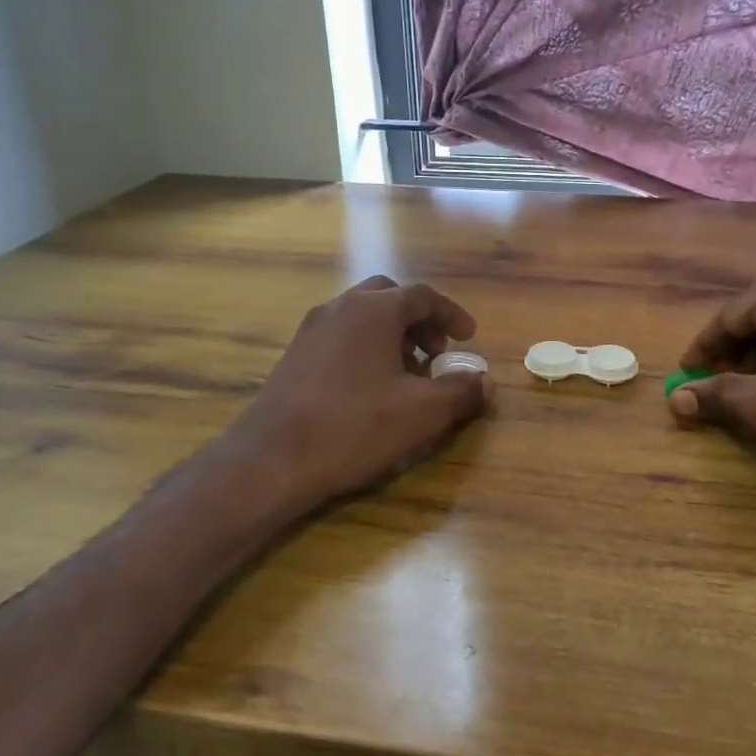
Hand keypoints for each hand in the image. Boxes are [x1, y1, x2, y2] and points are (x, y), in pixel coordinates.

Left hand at [230, 276, 488, 506]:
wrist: (273, 458)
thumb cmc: (356, 426)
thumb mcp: (423, 413)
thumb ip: (461, 392)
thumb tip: (483, 380)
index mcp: (375, 310)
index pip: (423, 296)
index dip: (451, 315)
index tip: (469, 338)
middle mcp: (341, 308)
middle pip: (389, 297)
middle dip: (419, 320)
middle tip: (436, 352)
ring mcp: (312, 329)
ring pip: (362, 316)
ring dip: (392, 334)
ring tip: (407, 372)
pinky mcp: (294, 355)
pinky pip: (341, 336)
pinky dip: (366, 347)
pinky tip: (371, 387)